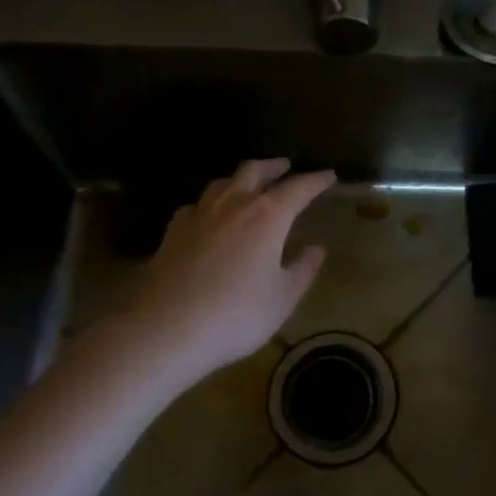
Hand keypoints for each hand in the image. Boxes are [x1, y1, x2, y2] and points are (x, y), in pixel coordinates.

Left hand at [137, 158, 334, 376]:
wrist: (166, 328)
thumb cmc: (236, 314)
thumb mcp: (282, 298)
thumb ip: (303, 270)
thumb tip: (316, 249)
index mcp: (268, 216)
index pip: (299, 188)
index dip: (316, 180)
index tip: (329, 176)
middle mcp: (234, 204)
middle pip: (254, 171)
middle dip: (273, 167)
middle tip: (285, 167)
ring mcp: (199, 214)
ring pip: (222, 182)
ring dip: (241, 178)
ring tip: (248, 184)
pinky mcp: (173, 231)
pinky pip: (197, 204)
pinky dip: (210, 203)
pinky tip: (209, 214)